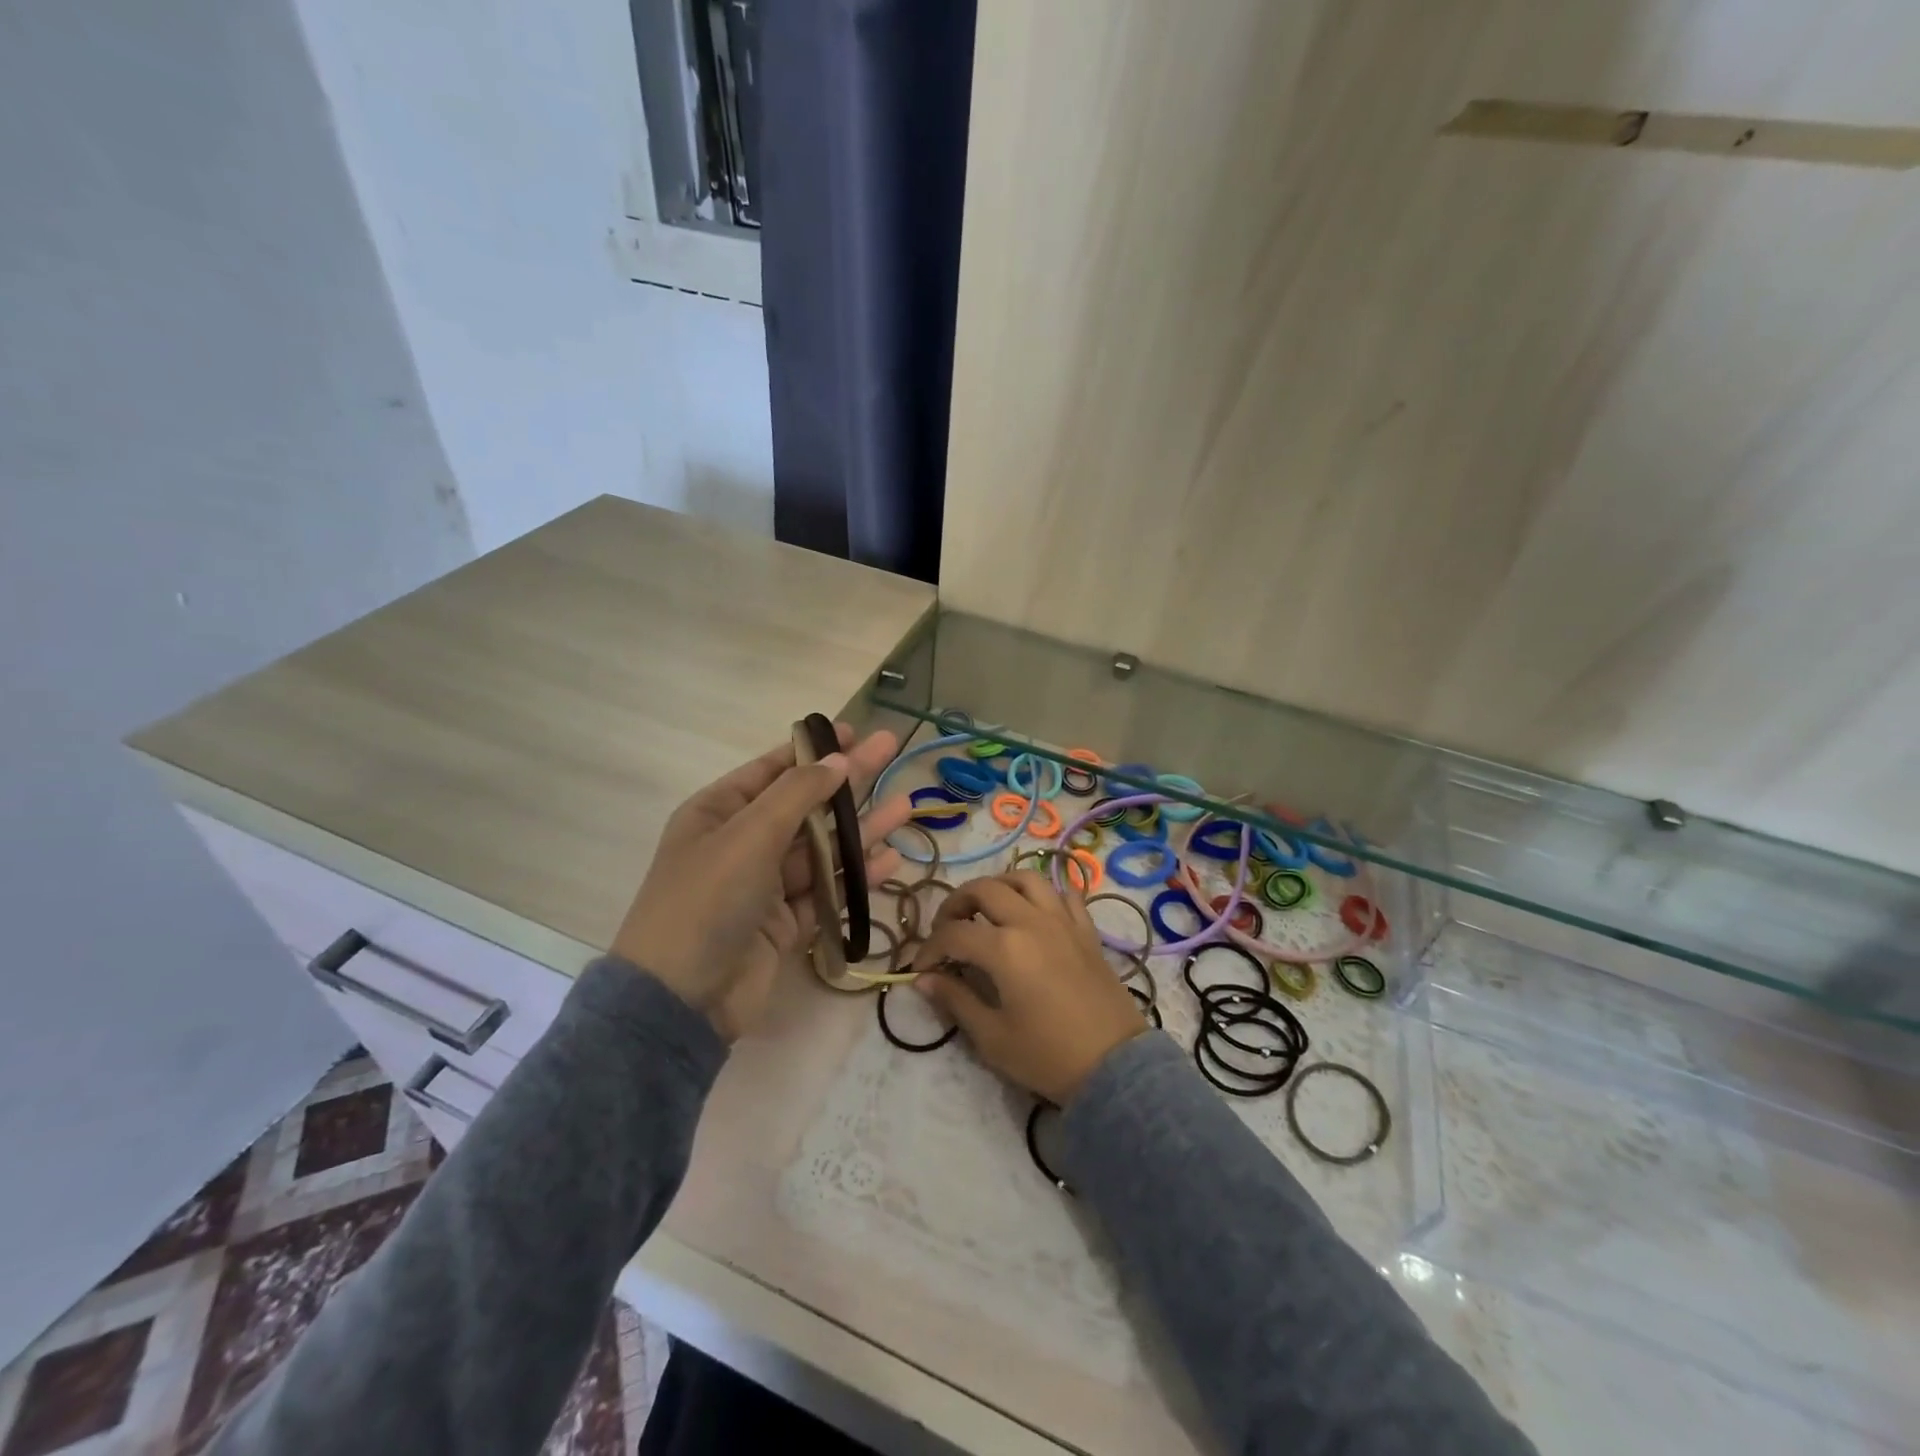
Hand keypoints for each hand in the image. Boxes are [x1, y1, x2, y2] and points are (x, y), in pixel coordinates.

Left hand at [612, 725, 909, 1041]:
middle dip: (848, 780)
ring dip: (861, 830)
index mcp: (719, 813)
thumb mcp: (748, 835)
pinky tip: (889, 860)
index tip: (853, 732)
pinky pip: (826, 891)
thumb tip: (839, 759)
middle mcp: (742, 844)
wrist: (681, 999)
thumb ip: (798, 795)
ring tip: (905, 806)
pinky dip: (855, 877)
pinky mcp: (785, 923)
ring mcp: (764, 886)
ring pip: (822, 850)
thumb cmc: (707, 900)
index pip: (772, 770)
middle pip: (805, 805)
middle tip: (890, 749)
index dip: (813, 750)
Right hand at [911, 871, 1146, 1104]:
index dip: (929, 949)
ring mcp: (1063, 921)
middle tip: (947, 928)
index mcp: (1004, 948)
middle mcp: (1031, 922)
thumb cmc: (1047, 1056)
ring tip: (987, 909)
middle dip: (956, 904)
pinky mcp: (1086, 930)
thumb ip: (955, 1000)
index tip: (920, 969)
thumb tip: (923, 979)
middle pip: (984, 889)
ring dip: (999, 886)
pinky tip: (1034, 913)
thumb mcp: (992, 1036)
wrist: (1114, 1067)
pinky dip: (1044, 895)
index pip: (953, 934)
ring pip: (1025, 879)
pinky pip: (1064, 894)